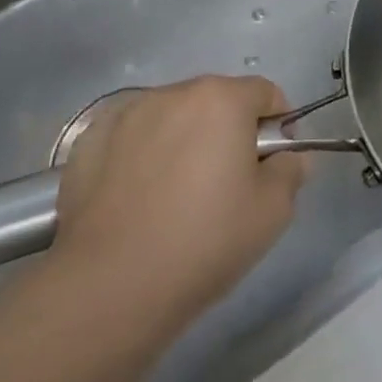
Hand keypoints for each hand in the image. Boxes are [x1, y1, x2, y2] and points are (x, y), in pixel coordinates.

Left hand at [49, 77, 306, 338]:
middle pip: (217, 101)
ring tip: (175, 195)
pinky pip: (132, 137)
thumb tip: (287, 158)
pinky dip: (141, 154)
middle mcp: (175, 93)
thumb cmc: (203, 241)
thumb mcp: (273, 211)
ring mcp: (128, 113)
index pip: (266, 94)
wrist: (108, 288)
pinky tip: (137, 198)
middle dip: (228, 131)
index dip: (276, 126)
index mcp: (223, 99)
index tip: (270, 165)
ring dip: (184, 139)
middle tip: (225, 184)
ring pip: (173, 117)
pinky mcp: (90, 141)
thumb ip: (291, 171)